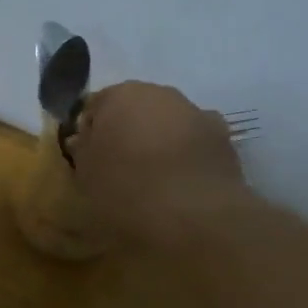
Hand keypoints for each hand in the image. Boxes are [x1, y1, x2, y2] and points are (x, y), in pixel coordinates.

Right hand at [70, 81, 245, 243]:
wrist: (194, 214)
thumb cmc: (126, 189)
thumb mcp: (87, 175)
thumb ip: (83, 150)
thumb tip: (85, 139)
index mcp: (120, 95)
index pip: (96, 106)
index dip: (91, 133)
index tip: (90, 160)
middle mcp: (160, 93)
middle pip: (136, 109)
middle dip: (128, 132)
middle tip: (120, 168)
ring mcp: (197, 112)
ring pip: (168, 124)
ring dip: (160, 142)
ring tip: (155, 180)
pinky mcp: (223, 138)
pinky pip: (195, 143)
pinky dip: (187, 156)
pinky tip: (182, 184)